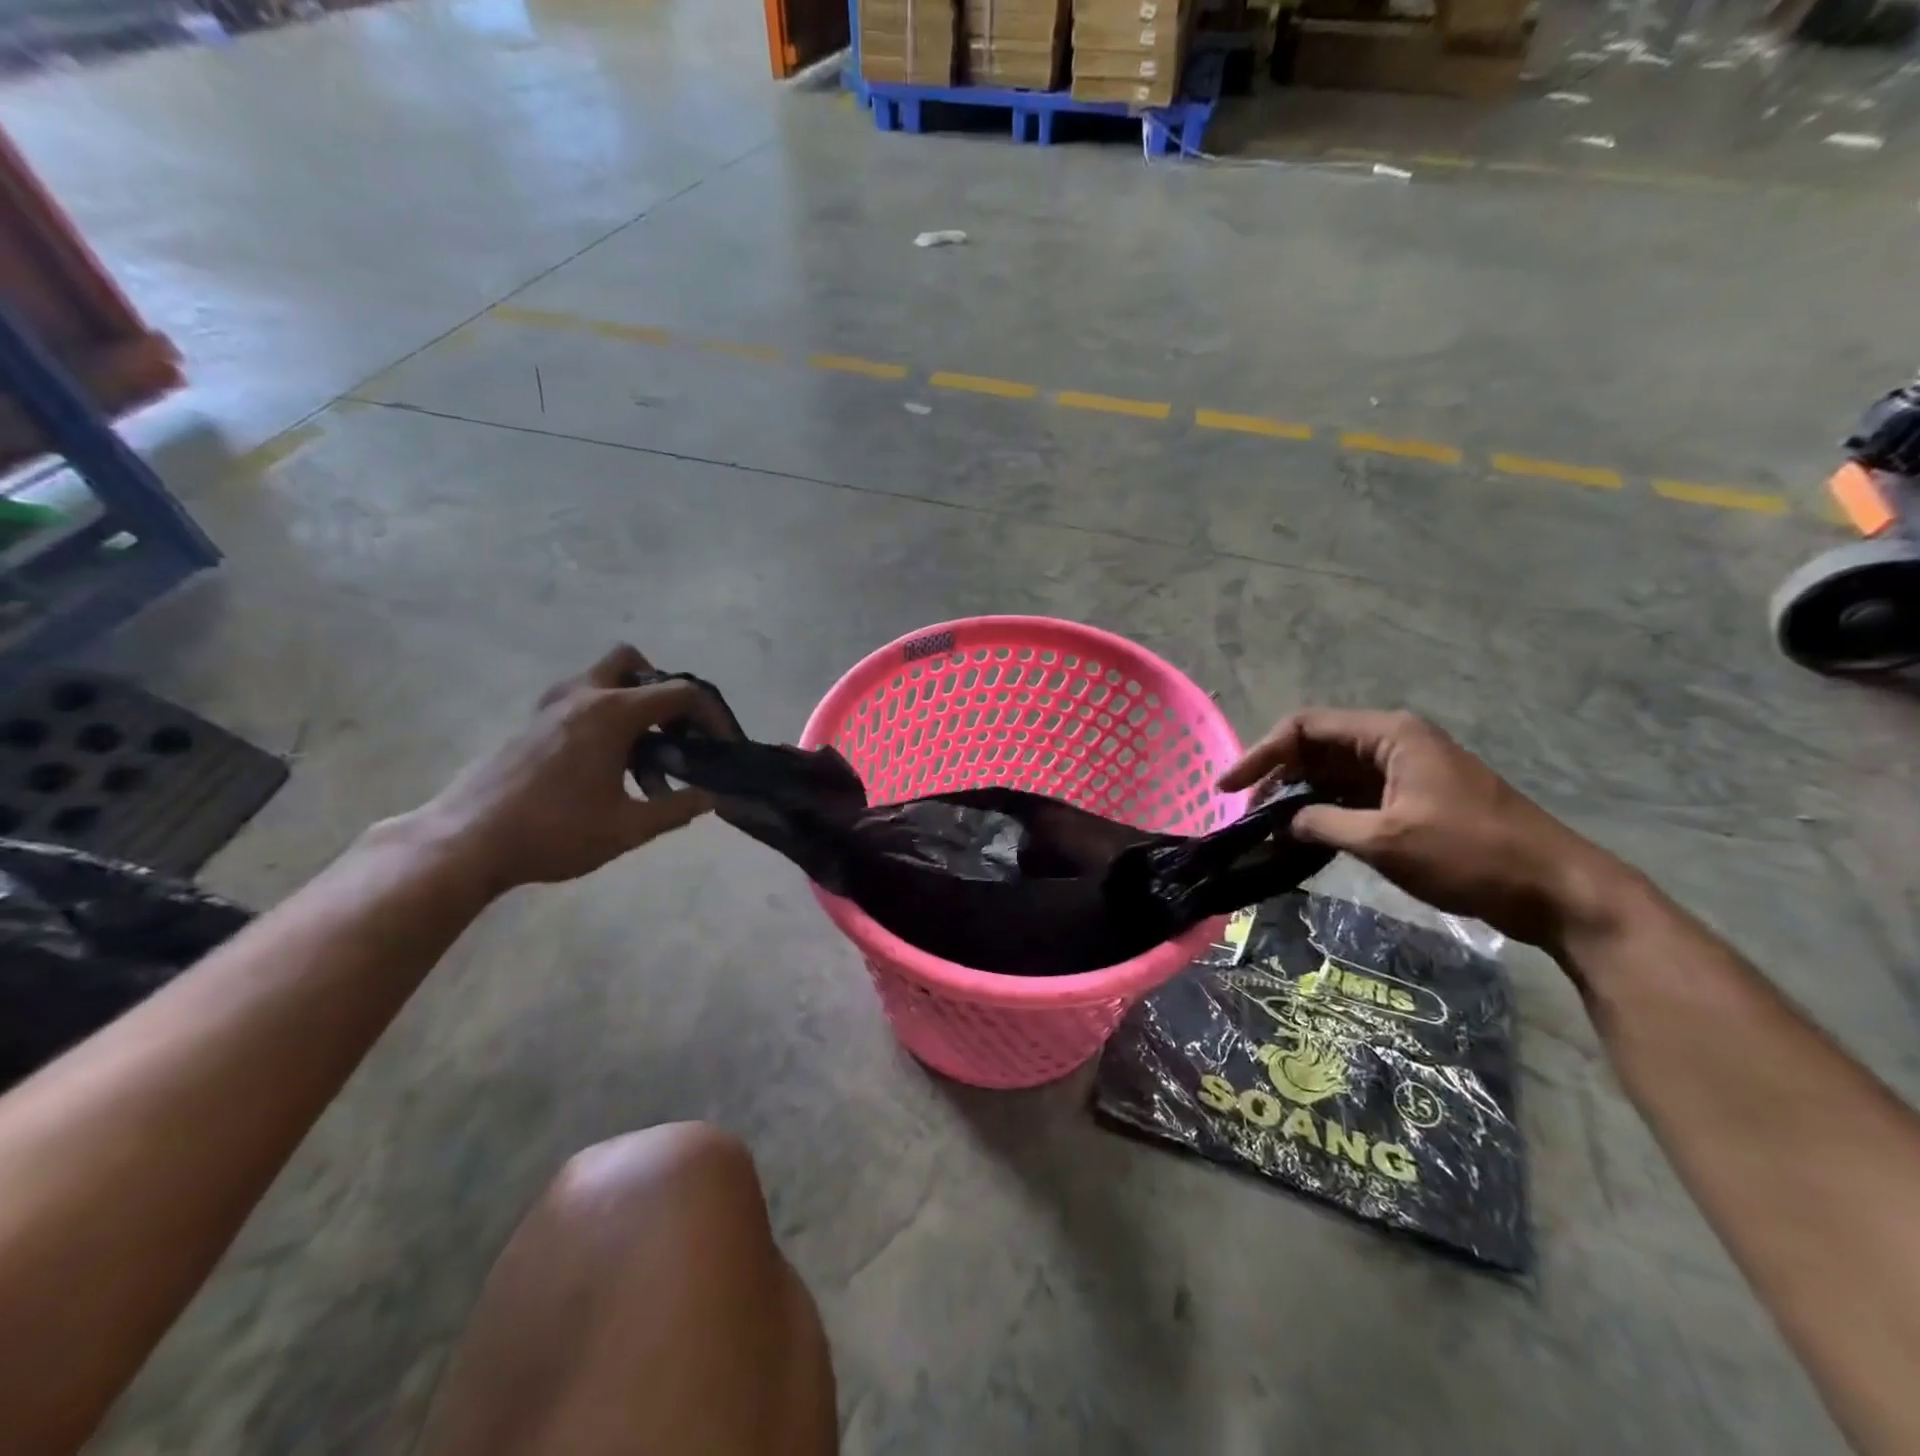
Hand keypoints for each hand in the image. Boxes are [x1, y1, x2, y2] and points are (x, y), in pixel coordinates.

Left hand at [409, 646, 716, 893]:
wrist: (465, 843)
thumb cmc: (554, 832)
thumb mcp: (628, 828)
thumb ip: (678, 809)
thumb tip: (713, 797)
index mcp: (612, 713)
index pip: (681, 693)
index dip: (713, 715)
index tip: (725, 745)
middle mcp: (583, 696)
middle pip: (633, 662)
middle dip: (664, 691)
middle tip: (675, 732)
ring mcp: (551, 707)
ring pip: (603, 679)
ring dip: (633, 706)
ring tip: (645, 759)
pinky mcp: (532, 725)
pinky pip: (581, 702)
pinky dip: (606, 719)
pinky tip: (608, 768)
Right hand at [1220, 709, 1630, 947]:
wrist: (1557, 889)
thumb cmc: (1471, 854)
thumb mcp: (1386, 840)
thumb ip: (1323, 824)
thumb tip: (1284, 823)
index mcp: (1389, 735)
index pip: (1305, 728)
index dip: (1261, 754)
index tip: (1227, 788)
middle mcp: (1394, 743)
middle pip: (1316, 748)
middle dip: (1276, 777)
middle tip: (1245, 815)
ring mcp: (1406, 771)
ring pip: (1333, 774)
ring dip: (1298, 797)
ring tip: (1266, 828)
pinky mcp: (1414, 799)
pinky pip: (1354, 796)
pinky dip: (1325, 812)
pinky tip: (1303, 836)